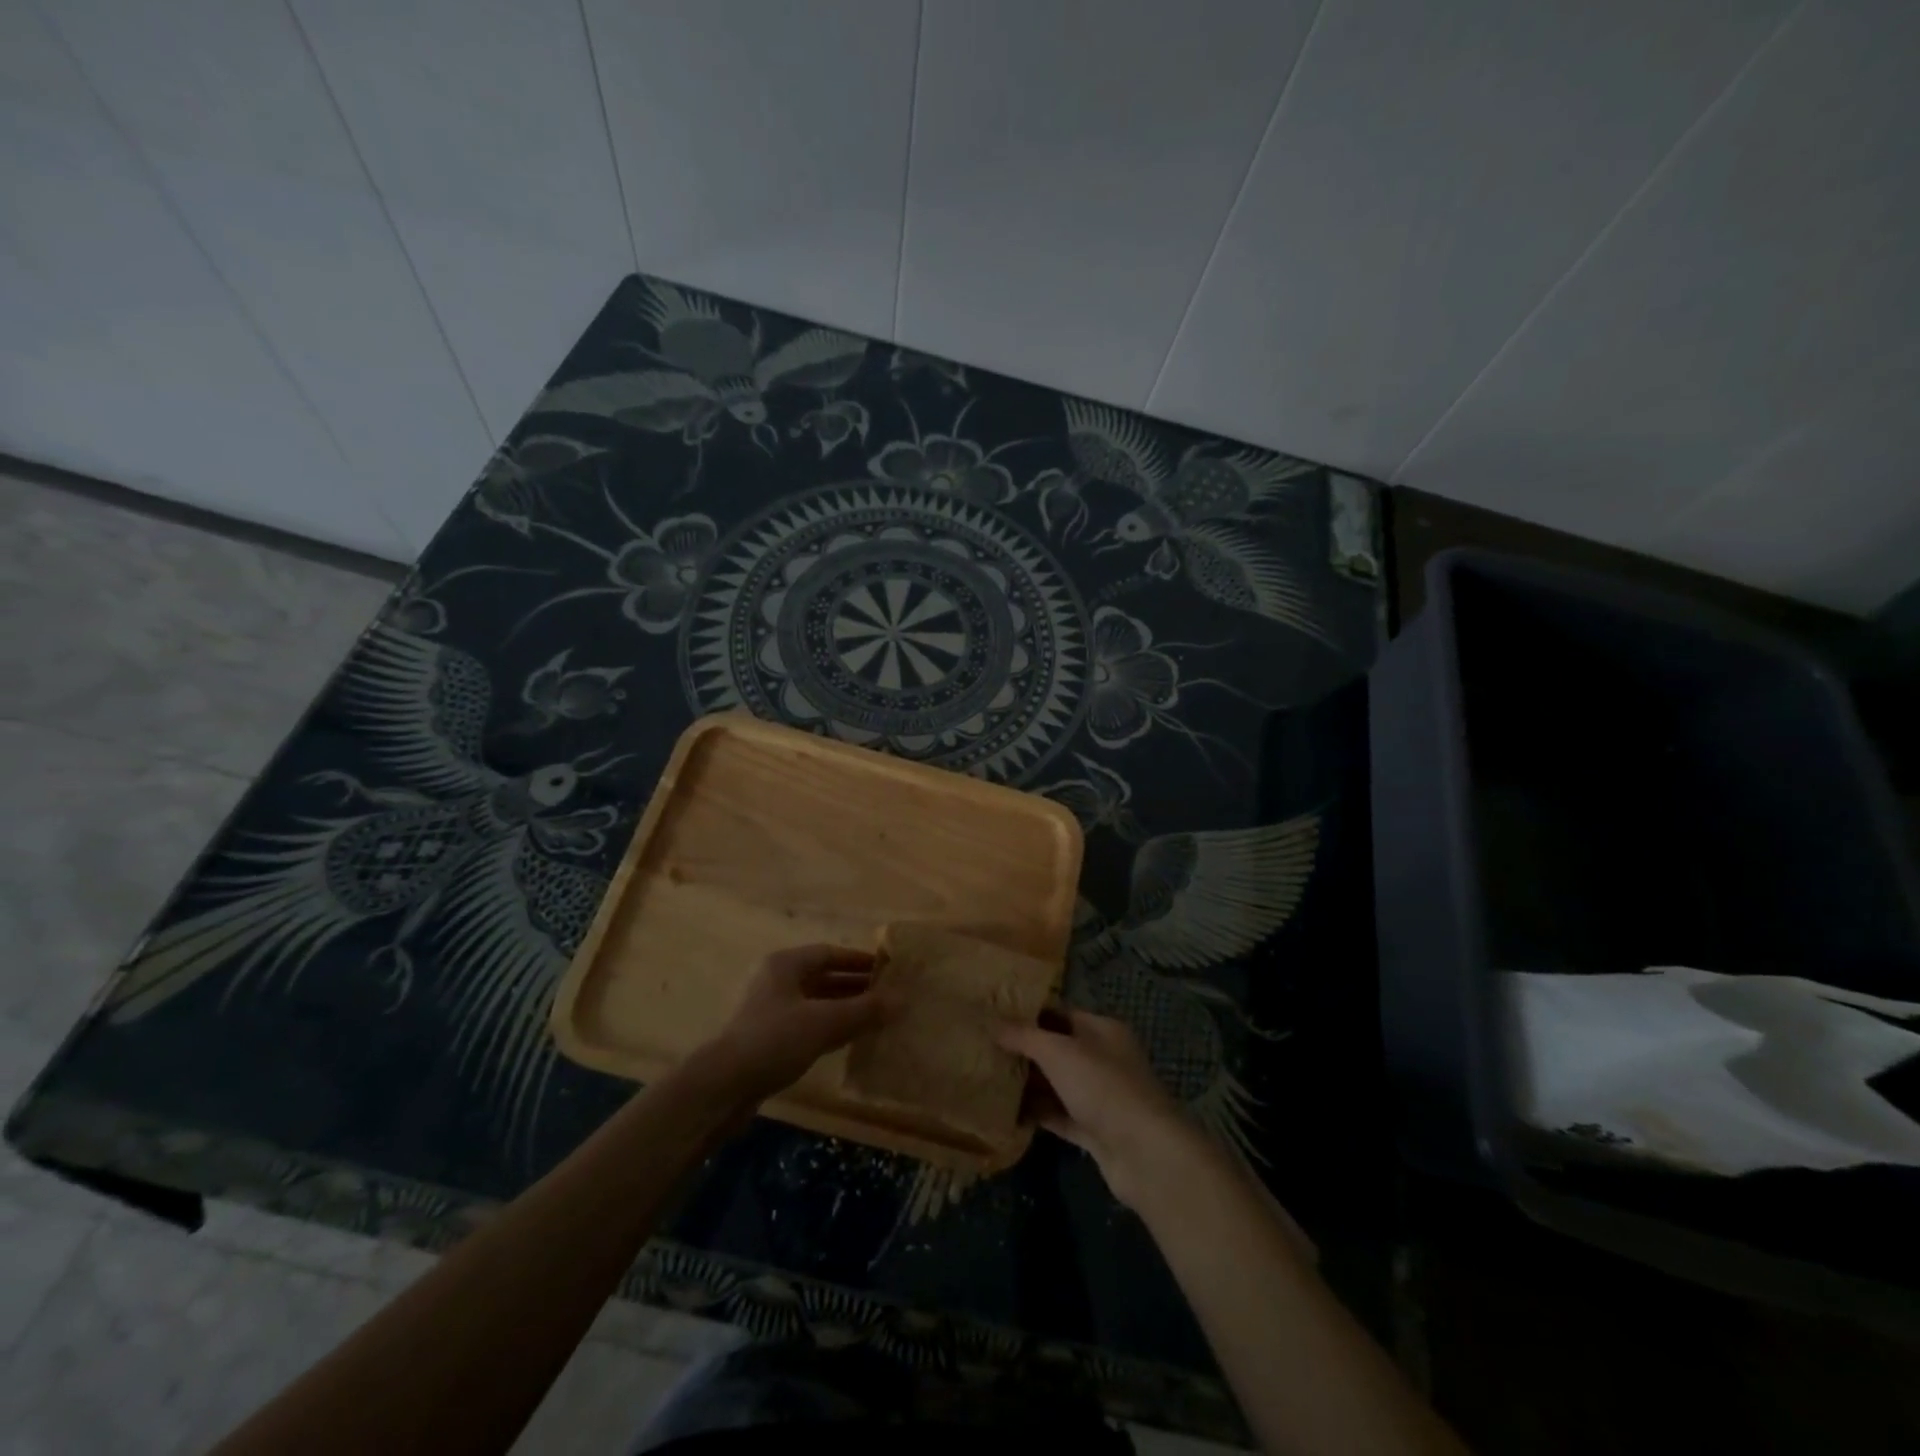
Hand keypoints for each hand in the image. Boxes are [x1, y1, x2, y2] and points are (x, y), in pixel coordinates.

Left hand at [695, 945, 898, 1107]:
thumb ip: (865, 1010)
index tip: (887, 970)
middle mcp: (777, 981)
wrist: (722, 1087)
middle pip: (823, 977)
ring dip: (844, 1008)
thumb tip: (904, 999)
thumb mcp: (825, 1022)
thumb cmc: (774, 1040)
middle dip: (855, 986)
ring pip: (816, 1003)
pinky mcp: (768, 1040)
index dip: (859, 960)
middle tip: (888, 995)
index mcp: (785, 965)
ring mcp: (770, 1012)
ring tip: (876, 1017)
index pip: (829, 953)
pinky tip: (850, 1040)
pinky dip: (830, 1028)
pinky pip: (807, 1025)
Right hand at [999, 1009, 1203, 1208]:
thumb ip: (1025, 1036)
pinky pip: (1060, 1116)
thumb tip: (994, 1024)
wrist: (1145, 1153)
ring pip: (1057, 1084)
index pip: (1060, 1013)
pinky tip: (1006, 1113)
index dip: (1028, 1014)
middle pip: (1057, 1049)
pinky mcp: (1095, 1130)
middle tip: (984, 1048)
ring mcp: (1100, 1096)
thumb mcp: (1059, 1052)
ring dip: (1028, 1084)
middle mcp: (1103, 1059)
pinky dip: (1037, 1114)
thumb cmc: (1103, 1087)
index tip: (994, 1016)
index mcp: (1102, 1030)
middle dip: (1024, 1050)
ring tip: (988, 1079)